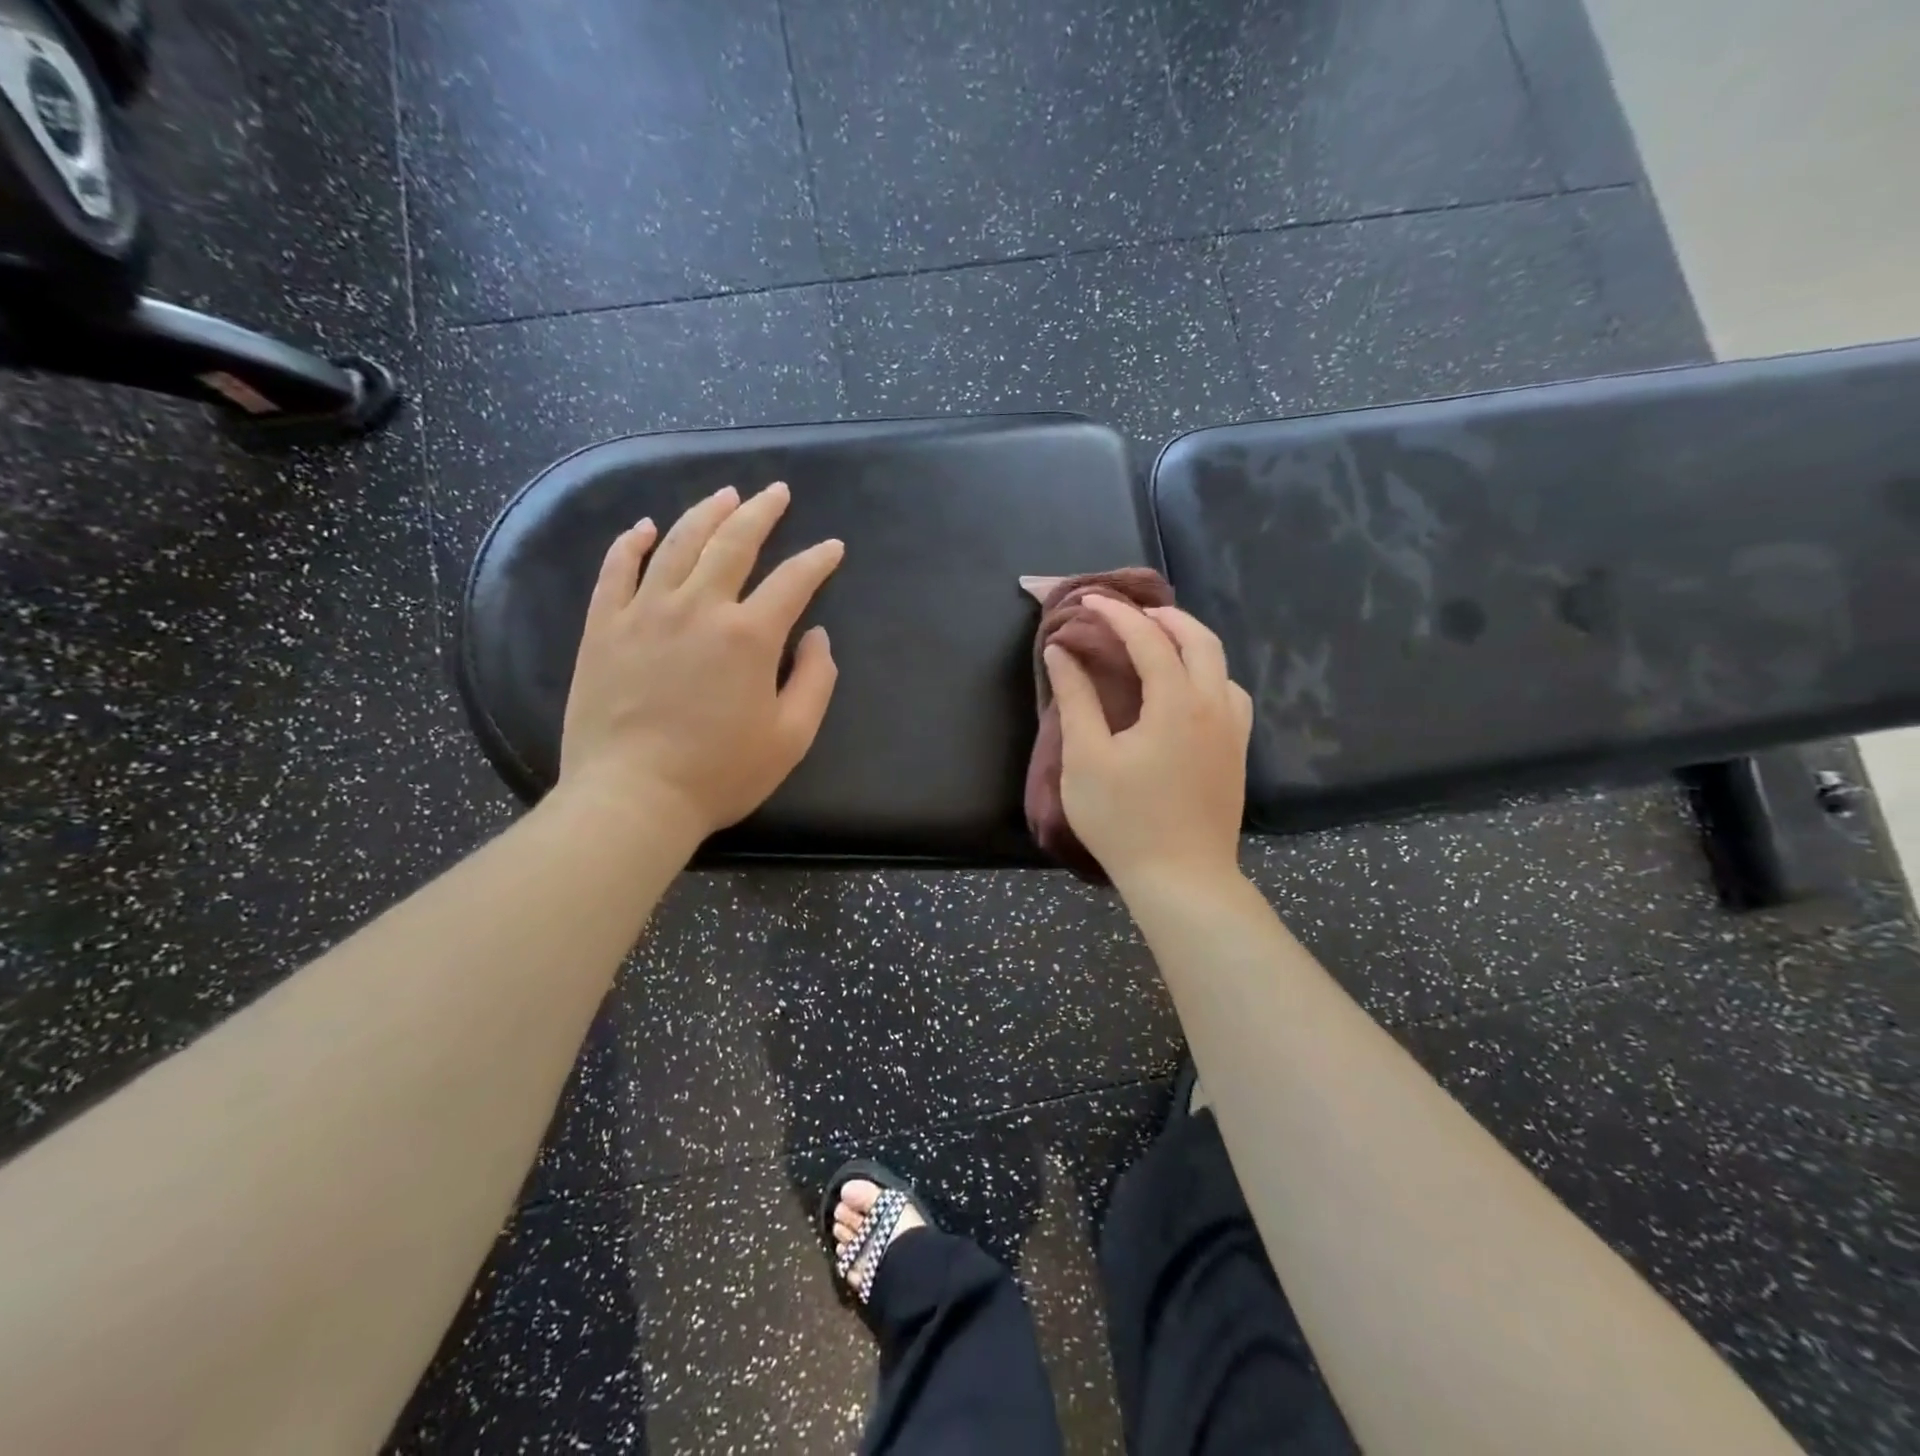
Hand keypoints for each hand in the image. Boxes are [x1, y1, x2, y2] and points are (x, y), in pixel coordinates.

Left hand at [558, 482, 843, 841]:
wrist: (633, 797)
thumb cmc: (720, 773)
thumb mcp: (791, 737)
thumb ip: (815, 681)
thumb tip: (817, 637)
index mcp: (749, 636)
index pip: (793, 581)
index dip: (818, 560)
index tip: (832, 548)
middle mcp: (698, 608)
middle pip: (733, 542)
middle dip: (760, 512)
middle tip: (776, 492)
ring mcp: (644, 612)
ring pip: (677, 544)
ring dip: (705, 513)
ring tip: (725, 494)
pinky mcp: (604, 627)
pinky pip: (616, 570)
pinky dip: (631, 543)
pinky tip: (644, 526)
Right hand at [1044, 596, 1252, 892]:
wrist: (1182, 879)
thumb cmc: (1124, 820)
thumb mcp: (1086, 759)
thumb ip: (1075, 699)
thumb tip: (1061, 652)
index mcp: (1176, 702)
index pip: (1148, 639)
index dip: (1116, 614)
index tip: (1089, 601)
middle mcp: (1213, 705)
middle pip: (1198, 639)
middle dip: (1163, 616)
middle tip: (1127, 612)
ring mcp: (1232, 730)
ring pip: (1221, 665)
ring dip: (1190, 642)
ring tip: (1158, 642)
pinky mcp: (1237, 753)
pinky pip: (1230, 694)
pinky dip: (1208, 674)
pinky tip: (1188, 691)